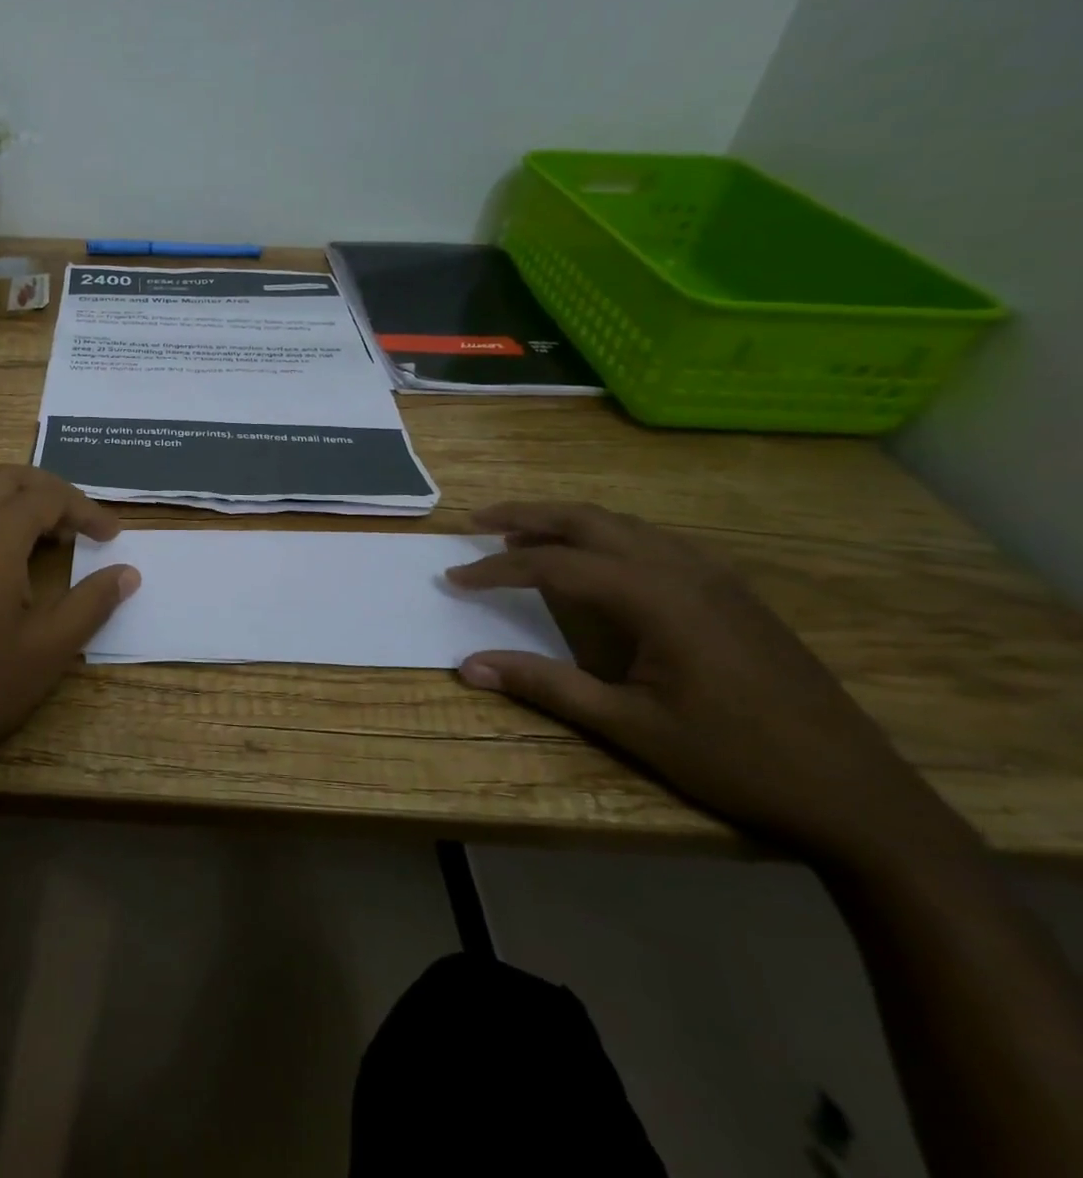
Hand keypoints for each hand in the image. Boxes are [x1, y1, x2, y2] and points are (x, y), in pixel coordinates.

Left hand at [0, 466, 139, 803]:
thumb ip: (92, 603)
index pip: (48, 497)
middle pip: (7, 479)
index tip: (111, 536)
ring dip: (15, 506)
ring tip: (45, 543)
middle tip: (78, 523)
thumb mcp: (48, 650)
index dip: (86, 510)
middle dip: (49, 491)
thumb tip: (128, 573)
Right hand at [447, 502, 960, 864]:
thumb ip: (545, 685)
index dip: (497, 570)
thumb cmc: (735, 761)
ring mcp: (714, 575)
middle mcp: (683, 569)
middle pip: (588, 520)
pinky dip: (606, 537)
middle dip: (527, 515)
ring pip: (623, 525)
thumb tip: (468, 666)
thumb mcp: (629, 726)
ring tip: (521, 537)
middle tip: (477, 521)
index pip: (555, 565)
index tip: (454, 578)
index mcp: (656, 596)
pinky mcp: (731, 591)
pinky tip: (594, 561)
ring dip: (566, 523)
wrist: (857, 794)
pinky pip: (653, 542)